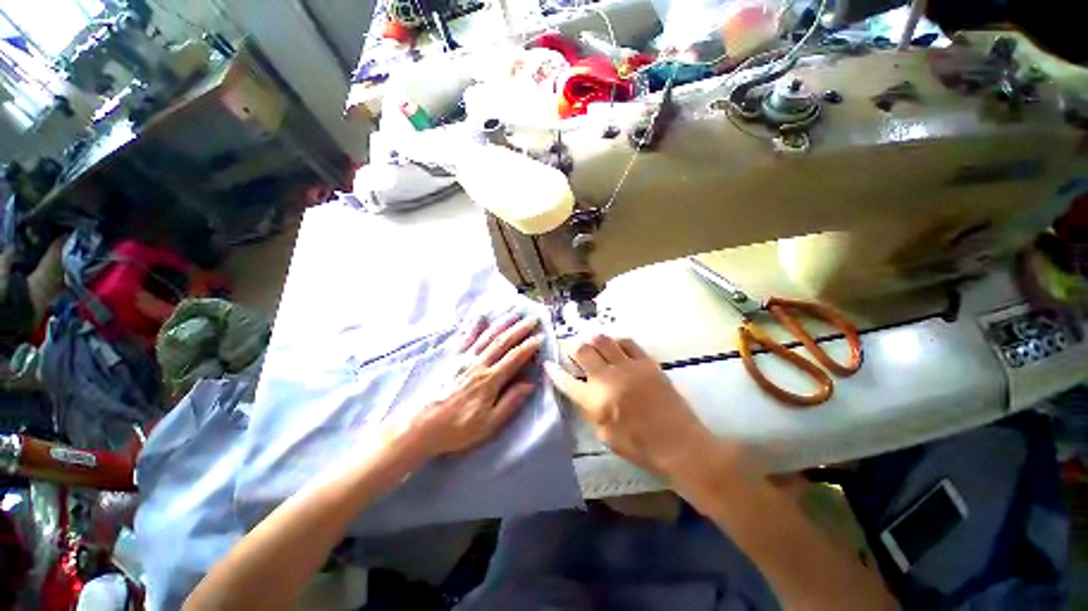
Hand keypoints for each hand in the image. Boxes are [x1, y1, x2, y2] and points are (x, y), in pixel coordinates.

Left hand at [410, 312, 541, 457]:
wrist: (423, 426)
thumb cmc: (459, 428)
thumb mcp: (489, 424)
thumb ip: (510, 402)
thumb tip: (530, 384)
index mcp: (489, 380)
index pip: (514, 358)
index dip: (529, 347)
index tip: (541, 337)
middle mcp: (478, 364)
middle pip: (502, 342)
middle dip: (520, 328)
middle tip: (533, 318)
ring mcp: (464, 359)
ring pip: (487, 336)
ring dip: (502, 323)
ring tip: (514, 312)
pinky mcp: (453, 359)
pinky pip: (466, 338)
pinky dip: (474, 326)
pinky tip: (481, 316)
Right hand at [545, 334, 731, 481]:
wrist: (679, 443)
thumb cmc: (640, 447)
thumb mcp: (605, 436)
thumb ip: (590, 411)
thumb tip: (584, 393)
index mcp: (595, 401)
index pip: (566, 381)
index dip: (554, 371)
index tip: (548, 363)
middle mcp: (608, 378)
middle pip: (582, 351)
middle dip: (572, 347)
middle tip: (571, 349)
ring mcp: (628, 367)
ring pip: (602, 340)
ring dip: (592, 340)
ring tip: (592, 345)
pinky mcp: (646, 362)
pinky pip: (627, 342)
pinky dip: (617, 341)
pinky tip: (616, 346)